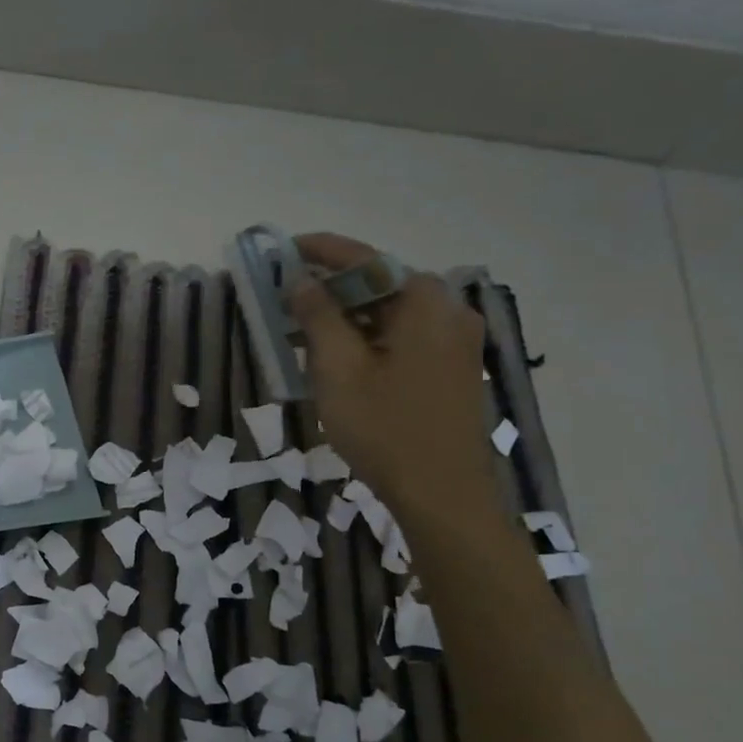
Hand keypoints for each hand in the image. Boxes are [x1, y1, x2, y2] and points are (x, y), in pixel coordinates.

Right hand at [288, 233, 496, 525]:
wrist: (442, 493)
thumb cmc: (385, 427)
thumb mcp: (338, 369)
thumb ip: (318, 316)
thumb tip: (301, 279)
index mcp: (423, 301)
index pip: (365, 259)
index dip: (322, 250)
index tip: (286, 248)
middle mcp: (448, 310)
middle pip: (381, 283)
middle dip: (332, 286)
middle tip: (289, 294)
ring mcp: (456, 340)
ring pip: (391, 312)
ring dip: (348, 314)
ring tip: (304, 327)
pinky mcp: (454, 367)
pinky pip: (404, 335)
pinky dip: (369, 336)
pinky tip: (340, 354)